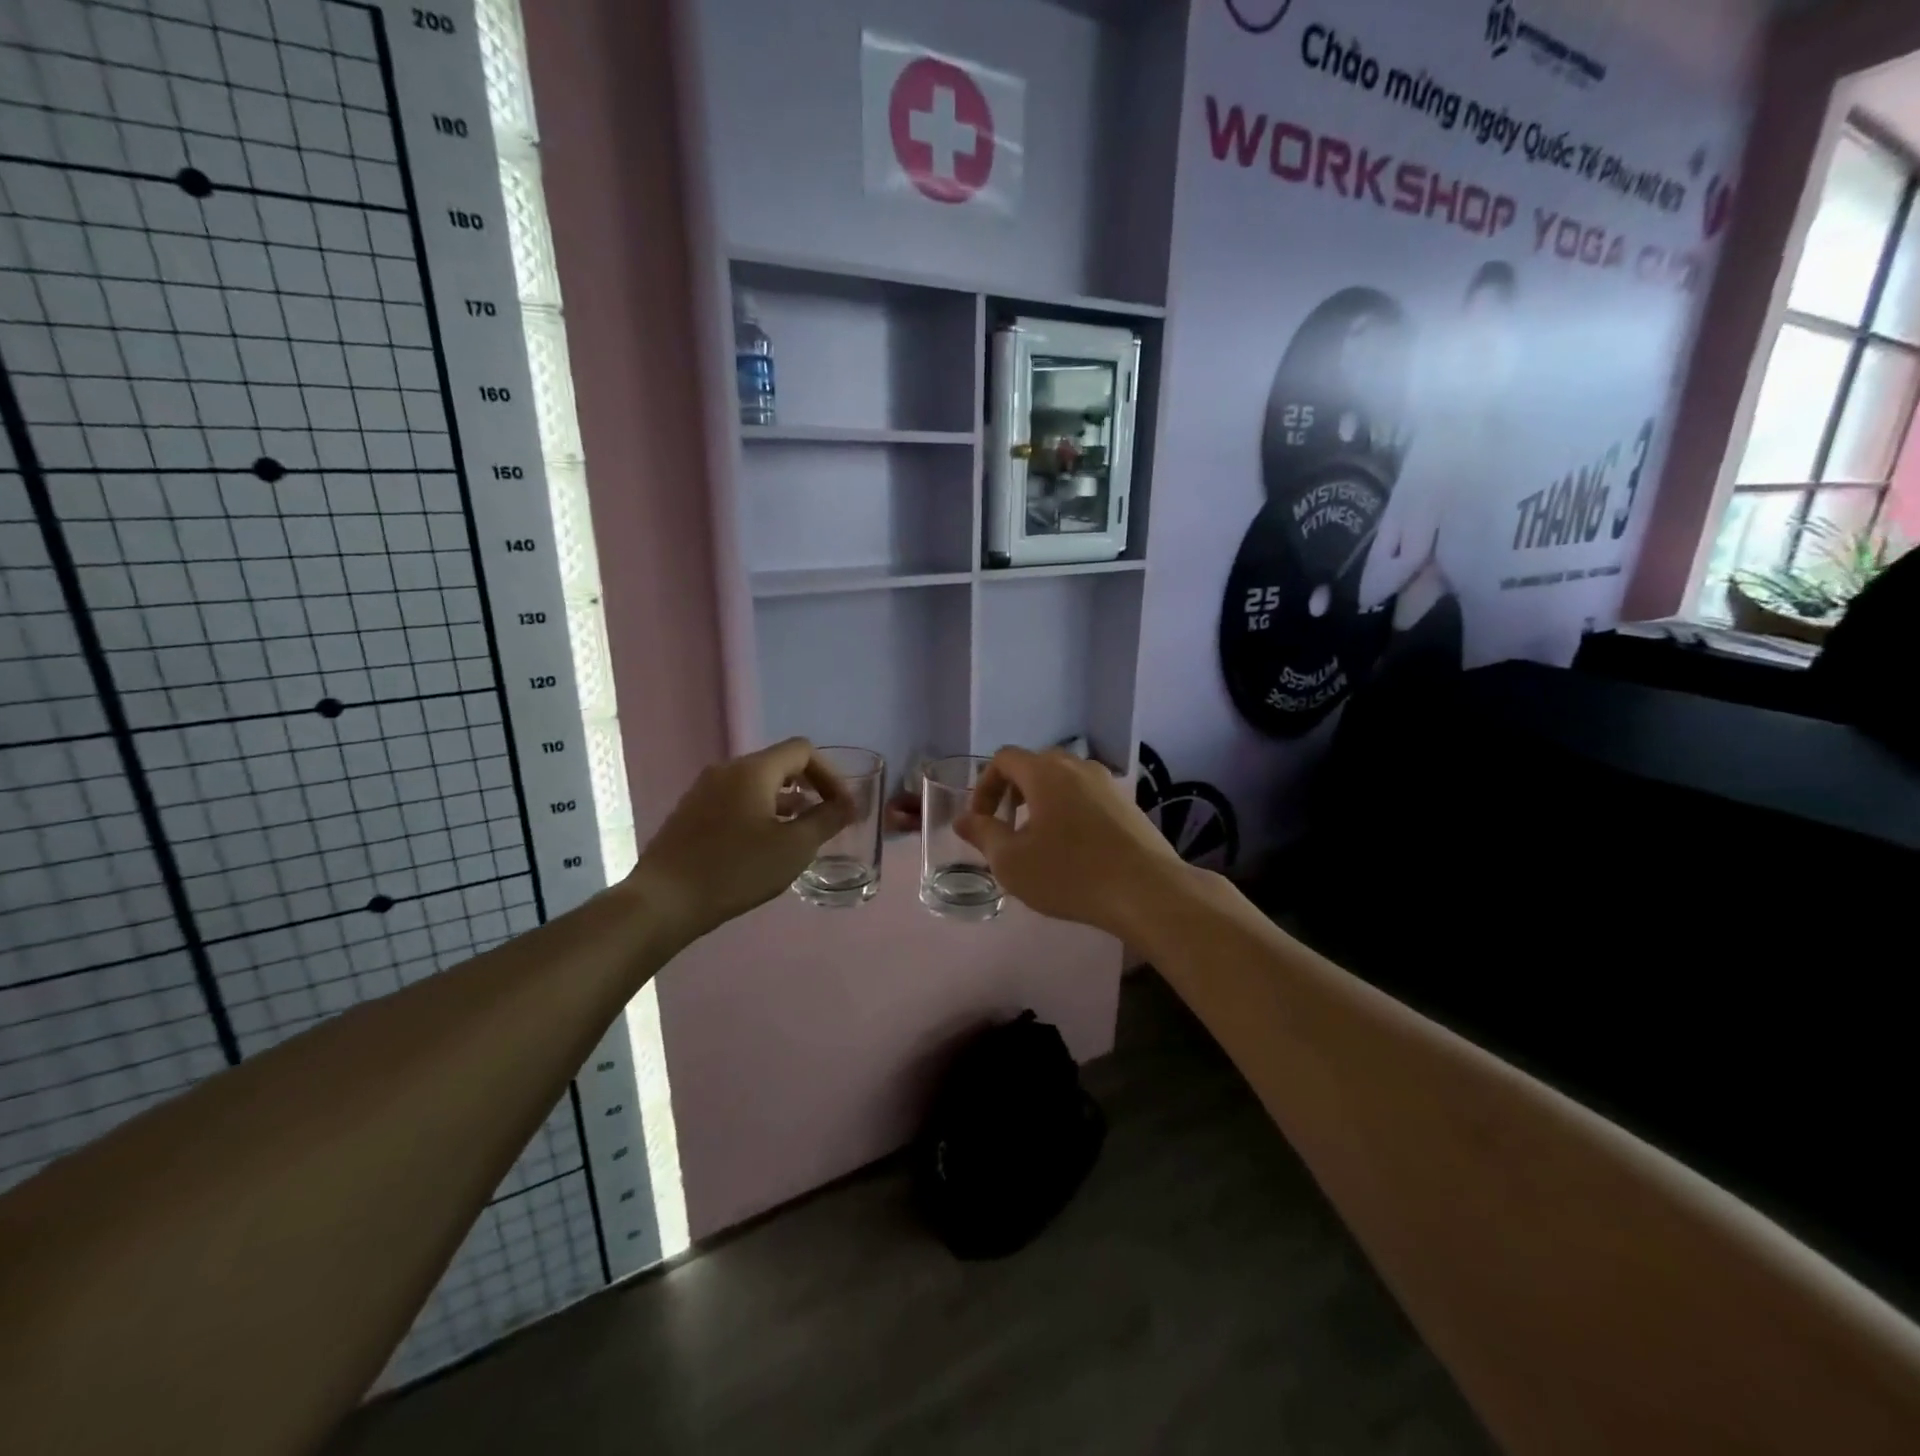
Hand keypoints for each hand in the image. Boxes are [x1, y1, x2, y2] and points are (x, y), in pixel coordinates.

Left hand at [628, 738, 852, 945]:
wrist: (664, 901)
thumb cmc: (736, 870)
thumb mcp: (794, 848)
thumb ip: (826, 821)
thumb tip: (848, 804)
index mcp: (753, 770)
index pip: (802, 750)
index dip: (830, 774)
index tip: (841, 806)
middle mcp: (727, 770)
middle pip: (778, 764)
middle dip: (808, 788)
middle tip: (824, 819)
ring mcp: (703, 790)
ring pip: (755, 784)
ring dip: (783, 802)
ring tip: (797, 834)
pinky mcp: (689, 813)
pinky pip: (734, 800)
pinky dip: (758, 812)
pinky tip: (761, 845)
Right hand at [954, 747, 1188, 938]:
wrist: (1147, 891)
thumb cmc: (1070, 873)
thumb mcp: (1012, 861)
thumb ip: (983, 834)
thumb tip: (963, 819)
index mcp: (1045, 772)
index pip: (1004, 759)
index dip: (985, 786)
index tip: (981, 820)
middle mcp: (1077, 767)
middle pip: (1036, 764)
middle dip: (1013, 790)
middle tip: (1007, 825)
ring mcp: (1107, 784)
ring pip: (1064, 780)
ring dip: (1043, 801)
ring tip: (1039, 839)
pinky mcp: (1128, 805)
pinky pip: (1087, 796)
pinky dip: (1070, 810)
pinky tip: (1074, 848)